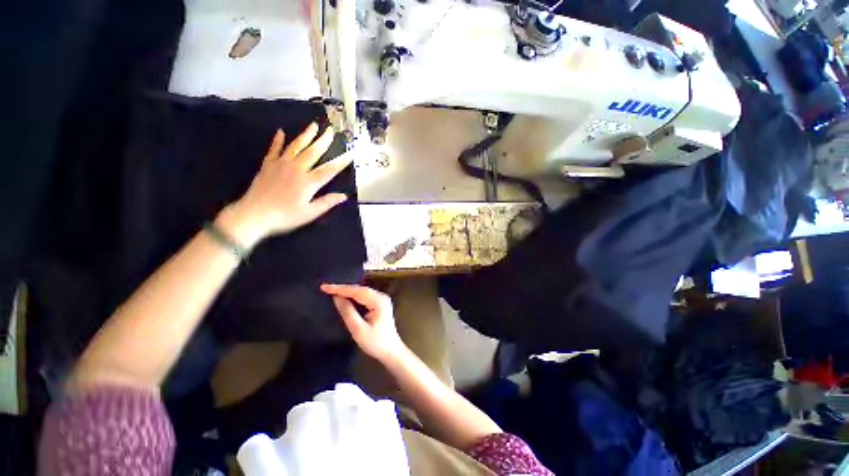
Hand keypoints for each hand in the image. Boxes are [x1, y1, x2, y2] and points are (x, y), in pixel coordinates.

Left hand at [217, 123, 352, 247]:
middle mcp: (296, 169)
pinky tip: (280, 131)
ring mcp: (280, 165)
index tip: (350, 153)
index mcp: (308, 182)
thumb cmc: (285, 216)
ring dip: (305, 135)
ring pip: (295, 146)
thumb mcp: (310, 213)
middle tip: (330, 131)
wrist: (254, 215)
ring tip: (313, 125)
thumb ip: (327, 202)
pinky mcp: (267, 165)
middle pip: (313, 152)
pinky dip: (277, 140)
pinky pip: (274, 149)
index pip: (329, 170)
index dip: (341, 162)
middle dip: (323, 141)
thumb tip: (344, 196)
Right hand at [320, 284, 405, 362]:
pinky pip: (364, 296)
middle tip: (326, 287)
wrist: (391, 351)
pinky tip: (344, 297)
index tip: (324, 286)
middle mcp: (381, 296)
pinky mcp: (380, 304)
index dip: (340, 288)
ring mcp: (382, 299)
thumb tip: (336, 297)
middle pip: (360, 289)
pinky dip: (353, 296)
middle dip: (343, 288)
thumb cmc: (375, 342)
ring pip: (361, 292)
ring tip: (332, 290)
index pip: (357, 291)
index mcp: (379, 301)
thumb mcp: (358, 329)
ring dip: (347, 291)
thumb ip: (347, 312)